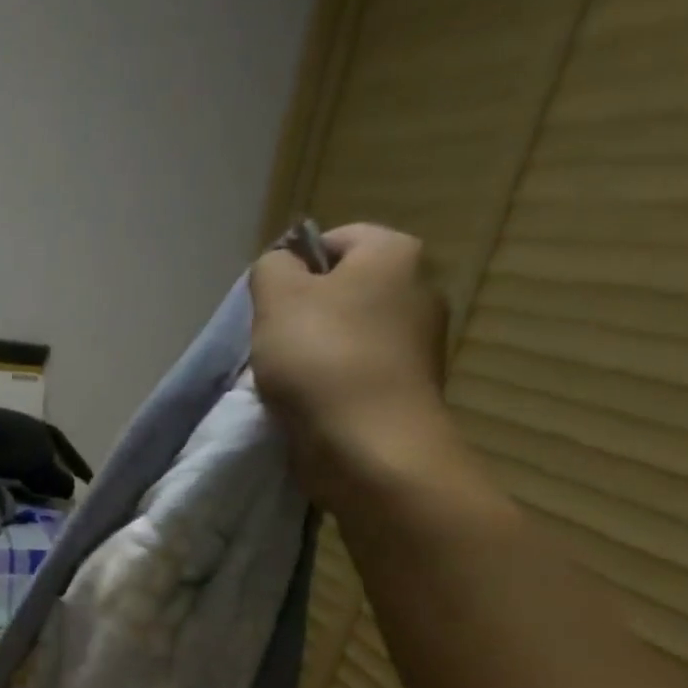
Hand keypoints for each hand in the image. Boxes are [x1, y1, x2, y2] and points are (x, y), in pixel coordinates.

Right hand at [249, 223, 459, 509]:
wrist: (368, 447)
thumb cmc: (321, 359)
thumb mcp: (277, 298)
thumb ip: (271, 269)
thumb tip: (280, 268)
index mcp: (394, 253)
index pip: (334, 240)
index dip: (293, 268)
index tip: (267, 307)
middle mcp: (419, 288)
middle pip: (342, 292)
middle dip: (303, 317)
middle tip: (272, 346)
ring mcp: (419, 344)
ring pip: (348, 337)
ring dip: (314, 357)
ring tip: (287, 384)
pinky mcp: (407, 390)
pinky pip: (358, 376)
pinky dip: (332, 388)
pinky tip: (310, 408)